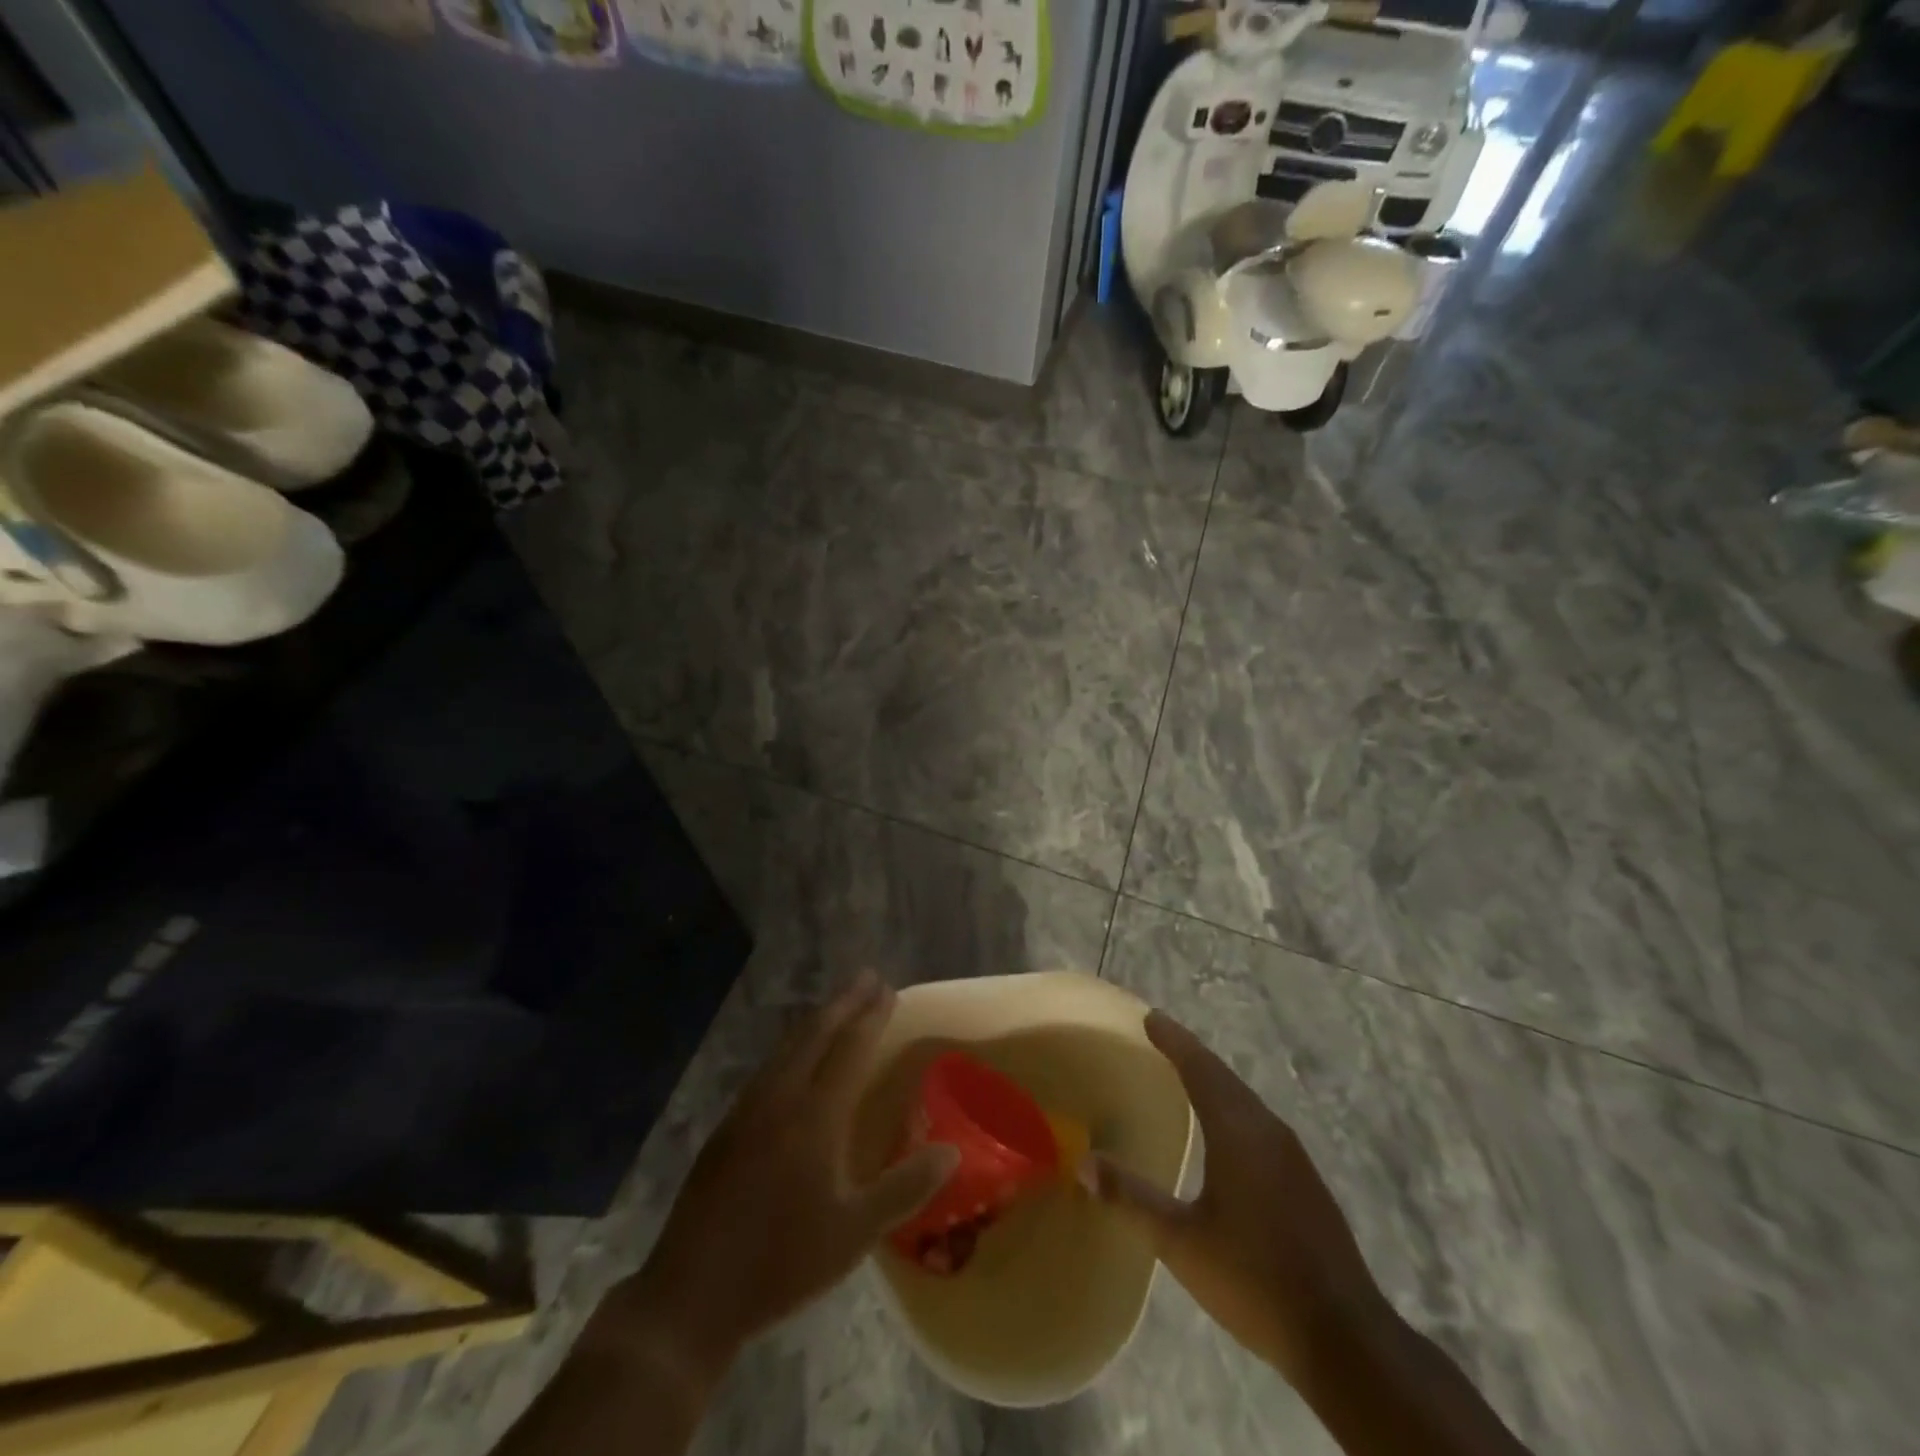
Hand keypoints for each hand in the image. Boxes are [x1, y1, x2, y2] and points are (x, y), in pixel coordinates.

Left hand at [620, 972, 957, 1375]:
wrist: (692, 1294)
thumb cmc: (782, 1262)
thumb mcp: (854, 1234)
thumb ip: (905, 1188)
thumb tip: (952, 1150)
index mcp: (815, 1116)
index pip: (851, 1048)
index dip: (872, 1017)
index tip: (889, 989)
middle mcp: (781, 1098)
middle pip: (816, 1033)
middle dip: (844, 1002)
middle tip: (867, 978)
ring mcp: (748, 1109)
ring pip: (788, 1046)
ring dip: (817, 1019)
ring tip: (837, 1006)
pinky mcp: (727, 1126)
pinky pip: (769, 1066)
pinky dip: (793, 1045)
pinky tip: (795, 1057)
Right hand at [1091, 1011, 1388, 1385]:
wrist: (1345, 1338)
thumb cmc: (1255, 1280)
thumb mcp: (1181, 1242)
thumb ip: (1132, 1199)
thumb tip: (1083, 1163)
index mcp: (1237, 1132)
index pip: (1199, 1069)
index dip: (1173, 1041)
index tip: (1150, 1017)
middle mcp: (1267, 1131)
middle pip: (1223, 1078)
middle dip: (1191, 1054)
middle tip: (1161, 1036)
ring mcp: (1292, 1157)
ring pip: (1244, 1100)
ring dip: (1213, 1081)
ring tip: (1185, 1073)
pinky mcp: (1304, 1182)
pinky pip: (1258, 1123)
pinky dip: (1231, 1107)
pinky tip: (1223, 1130)